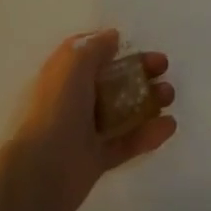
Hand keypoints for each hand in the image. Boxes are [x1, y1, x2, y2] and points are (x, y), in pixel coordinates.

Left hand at [3, 30, 176, 210]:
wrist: (41, 173)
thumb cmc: (57, 110)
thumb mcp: (73, 65)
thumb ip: (95, 48)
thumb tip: (113, 37)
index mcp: (64, 74)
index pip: (91, 54)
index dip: (115, 47)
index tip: (138, 45)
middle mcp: (75, 98)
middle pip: (112, 80)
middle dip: (139, 71)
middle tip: (164, 68)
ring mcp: (86, 130)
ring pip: (123, 110)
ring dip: (148, 100)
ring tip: (169, 96)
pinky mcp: (98, 159)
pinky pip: (127, 142)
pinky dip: (148, 134)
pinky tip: (169, 125)